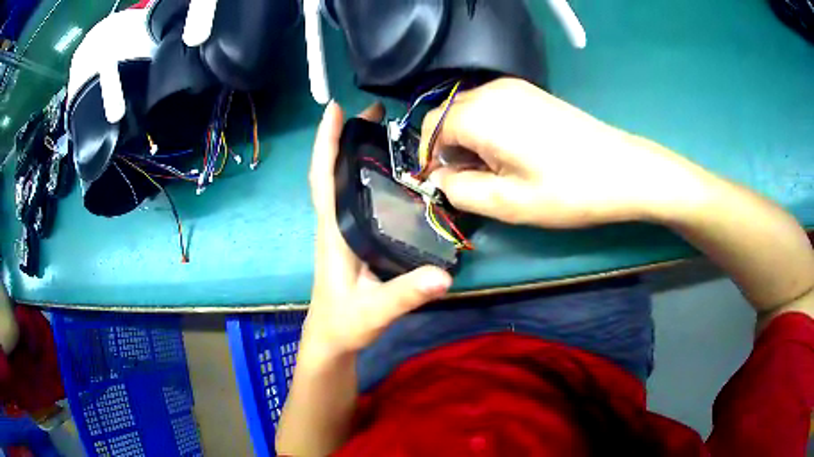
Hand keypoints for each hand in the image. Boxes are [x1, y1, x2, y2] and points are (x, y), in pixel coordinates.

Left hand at [304, 101, 451, 362]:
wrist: (332, 338)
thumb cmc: (345, 323)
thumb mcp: (375, 311)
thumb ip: (406, 294)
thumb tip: (445, 276)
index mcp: (334, 232)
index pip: (323, 180)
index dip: (324, 143)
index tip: (334, 109)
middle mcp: (335, 223)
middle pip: (334, 171)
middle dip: (347, 136)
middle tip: (377, 110)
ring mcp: (343, 229)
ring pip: (344, 181)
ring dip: (357, 151)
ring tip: (385, 127)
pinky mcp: (353, 236)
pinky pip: (355, 196)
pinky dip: (366, 174)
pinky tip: (390, 169)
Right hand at [422, 78, 702, 227]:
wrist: (623, 170)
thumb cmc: (567, 190)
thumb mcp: (508, 203)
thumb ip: (460, 190)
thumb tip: (438, 179)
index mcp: (480, 113)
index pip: (430, 129)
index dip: (428, 159)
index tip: (440, 187)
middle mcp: (492, 91)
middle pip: (448, 116)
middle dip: (448, 150)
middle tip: (470, 183)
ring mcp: (514, 88)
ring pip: (469, 111)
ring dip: (468, 141)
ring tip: (493, 172)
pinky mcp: (531, 94)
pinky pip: (492, 108)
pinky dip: (488, 130)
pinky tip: (512, 154)